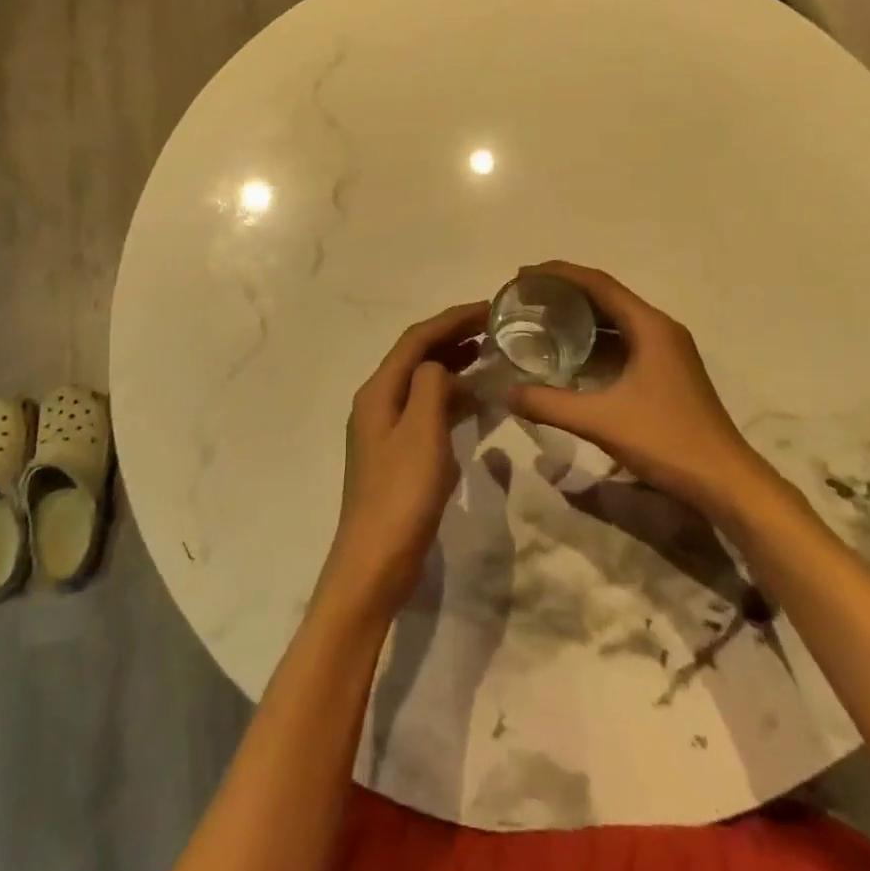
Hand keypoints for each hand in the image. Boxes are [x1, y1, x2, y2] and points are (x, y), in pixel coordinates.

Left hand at [321, 301, 487, 617]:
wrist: (375, 563)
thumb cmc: (401, 494)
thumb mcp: (423, 432)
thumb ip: (432, 386)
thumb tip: (440, 366)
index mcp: (379, 391)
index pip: (417, 339)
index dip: (452, 319)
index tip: (489, 307)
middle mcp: (378, 402)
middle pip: (417, 355)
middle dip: (453, 336)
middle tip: (494, 327)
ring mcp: (386, 429)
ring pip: (423, 382)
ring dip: (454, 363)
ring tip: (489, 354)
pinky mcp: (398, 453)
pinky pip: (427, 408)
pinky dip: (451, 396)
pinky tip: (475, 400)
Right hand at [508, 262, 782, 521]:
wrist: (725, 481)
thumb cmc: (666, 441)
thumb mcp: (601, 421)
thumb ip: (549, 404)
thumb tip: (506, 392)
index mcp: (649, 326)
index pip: (598, 283)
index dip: (558, 273)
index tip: (523, 275)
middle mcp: (659, 328)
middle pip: (606, 296)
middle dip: (565, 292)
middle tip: (525, 297)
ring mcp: (666, 350)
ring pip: (616, 320)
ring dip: (580, 316)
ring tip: (541, 320)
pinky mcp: (667, 371)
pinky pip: (624, 342)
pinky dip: (595, 342)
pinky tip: (569, 356)